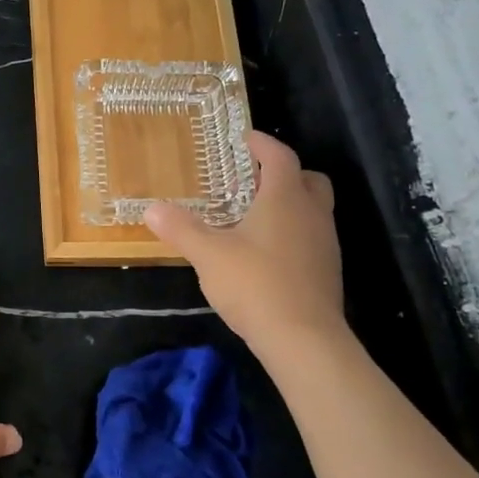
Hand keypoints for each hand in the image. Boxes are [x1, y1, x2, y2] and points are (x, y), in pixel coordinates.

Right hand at [144, 130, 347, 354]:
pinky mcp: (326, 271)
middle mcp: (312, 214)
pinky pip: (311, 237)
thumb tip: (151, 209)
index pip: (280, 157)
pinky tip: (265, 253)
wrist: (304, 338)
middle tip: (254, 179)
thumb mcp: (208, 254)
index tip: (246, 139)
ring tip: (254, 217)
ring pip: (313, 210)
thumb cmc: (255, 284)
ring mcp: (324, 244)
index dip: (263, 144)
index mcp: (285, 199)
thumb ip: (181, 229)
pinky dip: (292, 233)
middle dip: (283, 174)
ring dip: (289, 205)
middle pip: (308, 180)